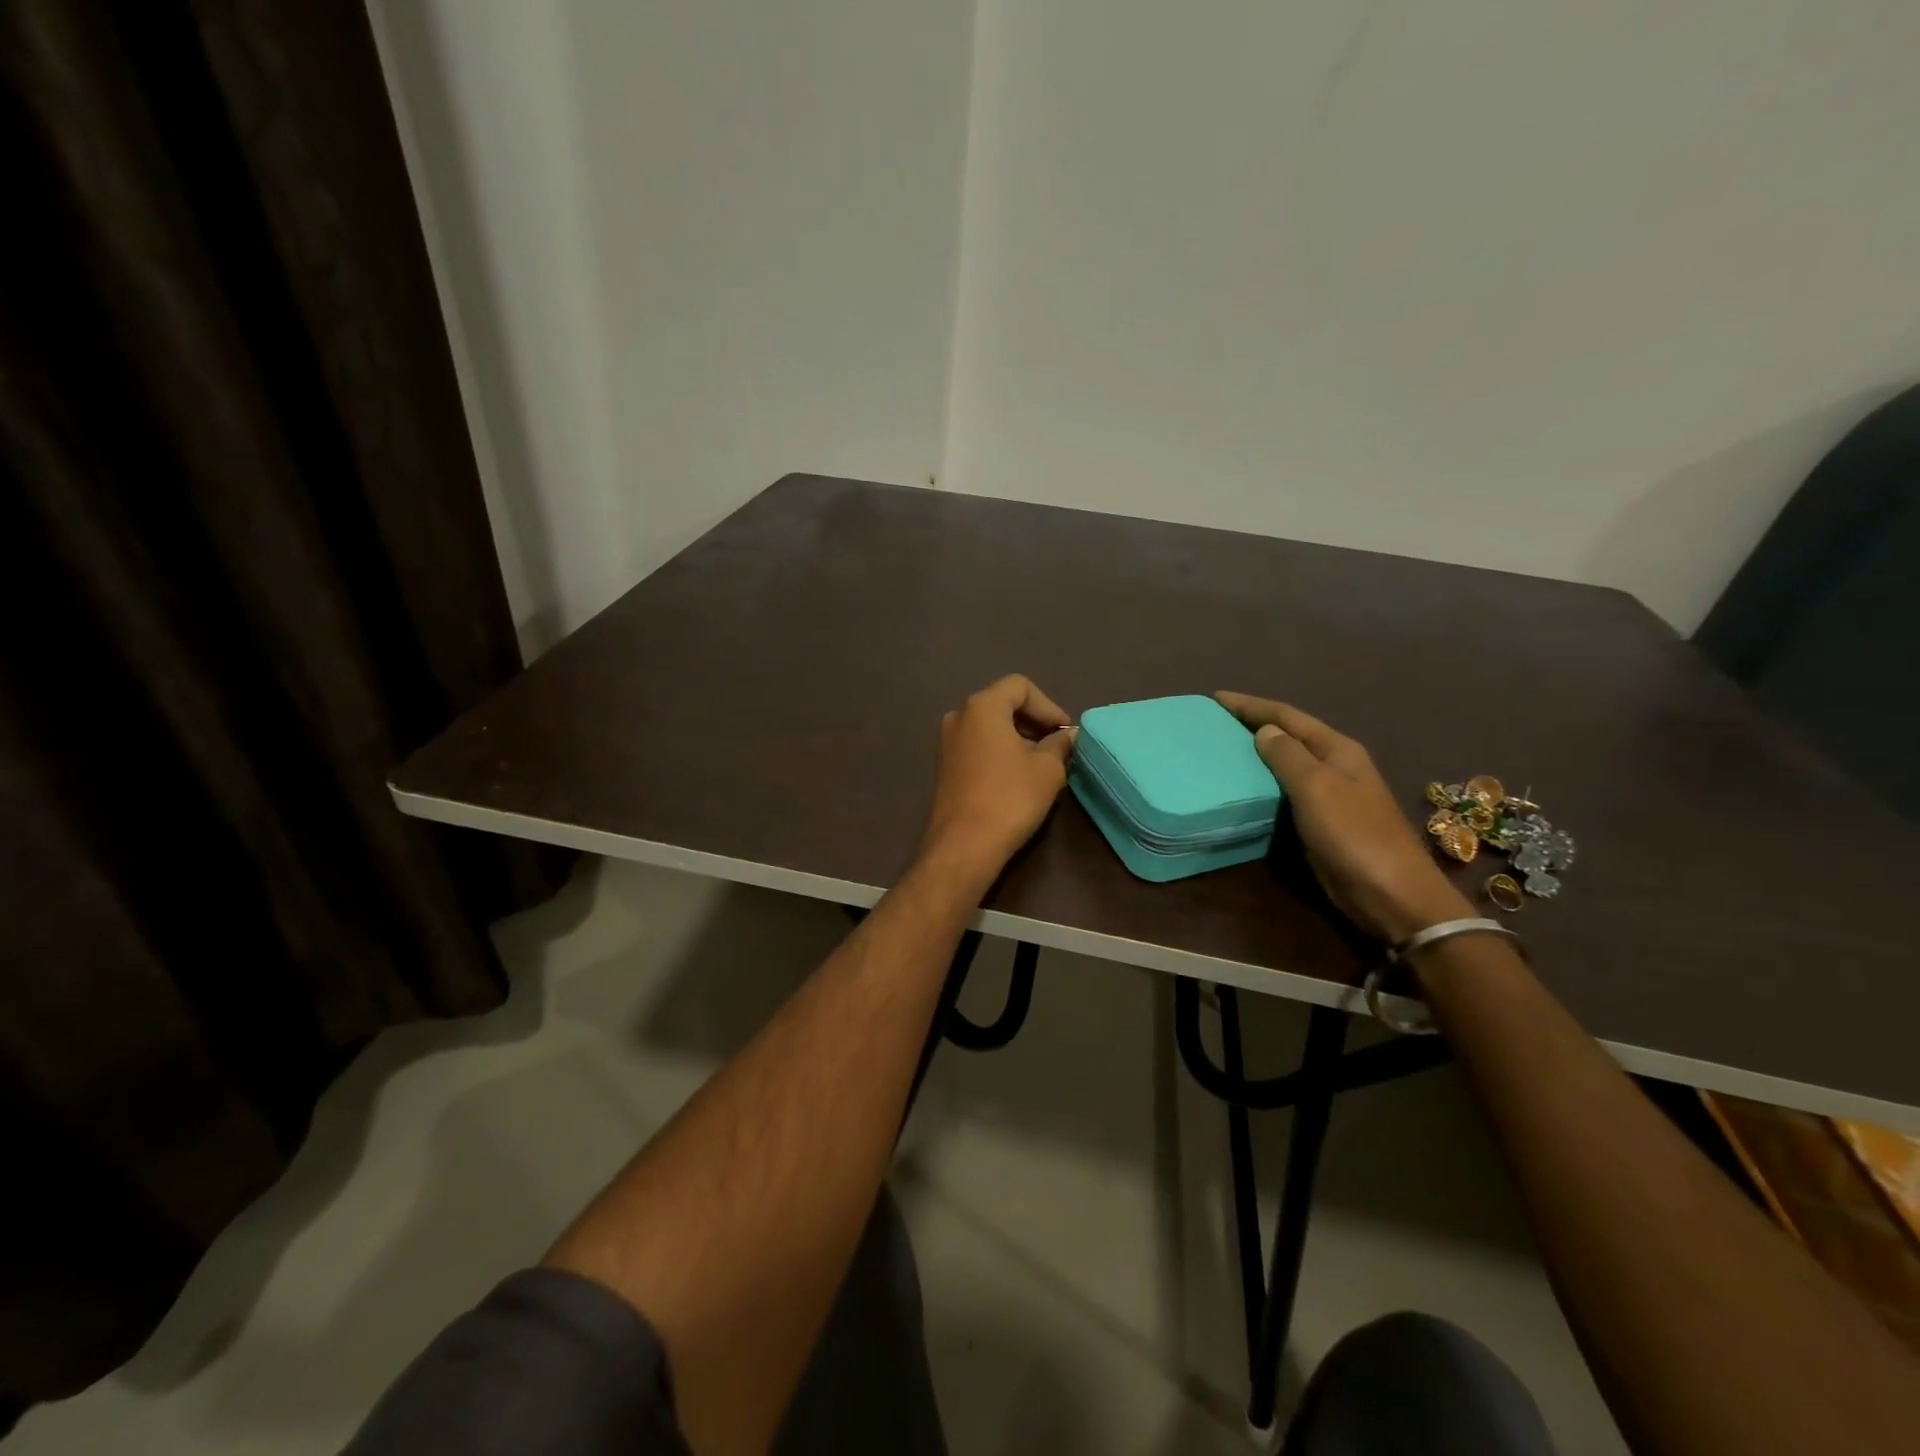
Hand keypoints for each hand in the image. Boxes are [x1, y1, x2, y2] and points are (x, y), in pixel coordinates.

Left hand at [919, 675, 1076, 883]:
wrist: (964, 845)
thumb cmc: (1010, 798)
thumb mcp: (1048, 769)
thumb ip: (1060, 744)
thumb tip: (1067, 736)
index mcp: (982, 707)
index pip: (1020, 686)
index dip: (1048, 706)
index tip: (1064, 733)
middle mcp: (959, 717)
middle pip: (1003, 704)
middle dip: (1034, 722)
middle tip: (1058, 747)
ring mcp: (947, 742)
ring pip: (990, 727)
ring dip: (1018, 739)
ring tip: (1042, 764)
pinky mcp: (945, 767)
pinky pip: (978, 747)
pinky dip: (1000, 753)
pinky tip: (1018, 778)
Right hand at [1215, 692, 1471, 943]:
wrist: (1392, 894)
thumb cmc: (1353, 835)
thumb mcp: (1316, 787)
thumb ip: (1288, 755)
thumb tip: (1264, 730)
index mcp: (1337, 749)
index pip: (1287, 716)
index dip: (1250, 705)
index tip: (1215, 698)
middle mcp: (1335, 765)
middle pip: (1288, 735)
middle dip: (1252, 724)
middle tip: (1213, 723)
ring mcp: (1330, 794)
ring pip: (1286, 764)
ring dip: (1256, 754)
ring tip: (1220, 750)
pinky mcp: (1322, 822)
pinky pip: (1286, 792)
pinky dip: (1262, 784)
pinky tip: (1242, 788)